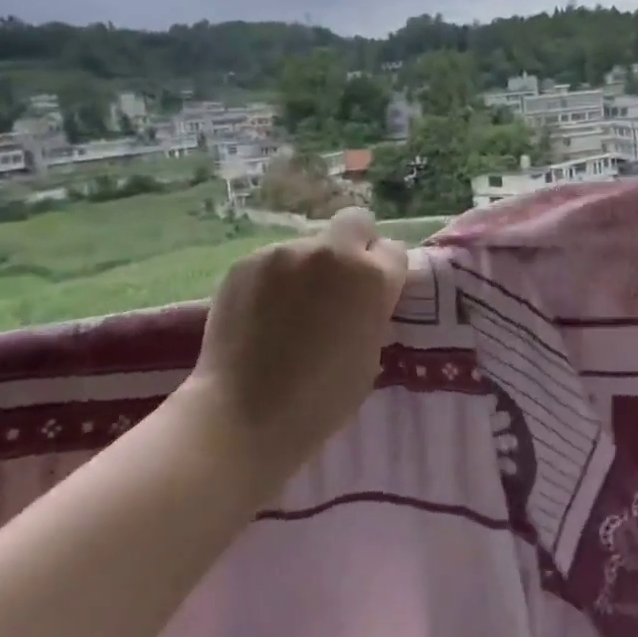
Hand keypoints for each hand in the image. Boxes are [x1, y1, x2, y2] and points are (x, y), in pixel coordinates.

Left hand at [189, 206, 409, 484]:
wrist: (244, 414)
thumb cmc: (320, 401)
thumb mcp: (368, 355)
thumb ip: (370, 313)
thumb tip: (358, 300)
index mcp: (371, 277)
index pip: (393, 250)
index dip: (384, 271)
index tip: (372, 295)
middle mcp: (331, 252)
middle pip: (355, 222)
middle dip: (354, 245)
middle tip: (339, 284)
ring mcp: (284, 253)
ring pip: (308, 245)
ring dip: (308, 268)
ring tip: (289, 310)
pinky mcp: (246, 262)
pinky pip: (272, 262)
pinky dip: (273, 281)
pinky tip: (260, 315)